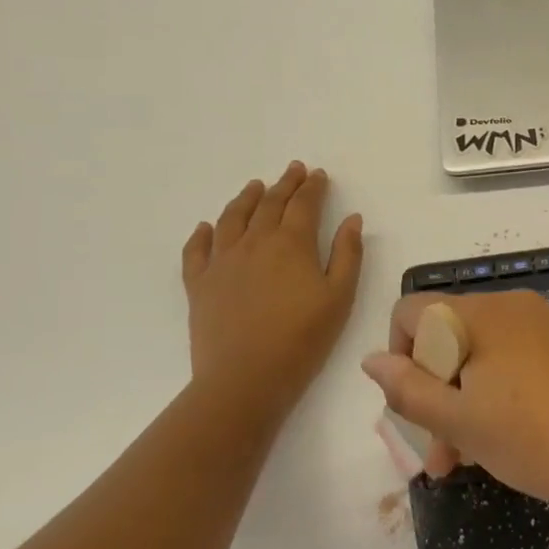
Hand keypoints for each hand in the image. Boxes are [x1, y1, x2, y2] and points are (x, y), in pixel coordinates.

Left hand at [182, 164, 362, 415]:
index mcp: (291, 243)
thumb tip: (352, 219)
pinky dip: (201, 234)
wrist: (246, 378)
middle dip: (284, 184)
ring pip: (231, 218)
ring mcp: (221, 262)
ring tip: (254, 186)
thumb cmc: (303, 338)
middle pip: (269, 204)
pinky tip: (206, 227)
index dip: (312, 187)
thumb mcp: (340, 296)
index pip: (303, 204)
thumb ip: (347, 254)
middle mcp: (254, 242)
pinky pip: (196, 250)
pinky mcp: (198, 284)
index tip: (318, 175)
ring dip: (245, 198)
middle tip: (293, 170)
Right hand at [361, 290, 548, 523]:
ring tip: (468, 462)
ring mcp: (545, 326)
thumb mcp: (459, 421)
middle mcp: (512, 307)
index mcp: (480, 314)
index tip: (414, 405)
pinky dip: (499, 395)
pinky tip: (507, 443)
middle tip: (439, 456)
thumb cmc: (535, 438)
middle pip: (447, 337)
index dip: (400, 355)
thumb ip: (408, 389)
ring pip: (481, 357)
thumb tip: (371, 359)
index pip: (412, 310)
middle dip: (433, 393)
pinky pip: (515, 362)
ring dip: (464, 403)